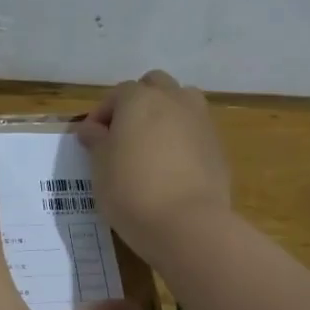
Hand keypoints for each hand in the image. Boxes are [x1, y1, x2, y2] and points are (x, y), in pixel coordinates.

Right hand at [76, 69, 231, 255]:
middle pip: (154, 86)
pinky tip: (172, 166)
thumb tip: (91, 128)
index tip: (91, 140)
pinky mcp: (217, 145)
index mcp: (140, 99)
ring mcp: (201, 120)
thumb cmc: (131, 191)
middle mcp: (173, 100)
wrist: (187, 223)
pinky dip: (182, 138)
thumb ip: (96, 141)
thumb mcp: (100, 167)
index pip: (116, 94)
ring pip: (181, 102)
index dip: (101, 115)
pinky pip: (195, 130)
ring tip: (151, 144)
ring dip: (165, 113)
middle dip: (138, 103)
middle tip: (124, 134)